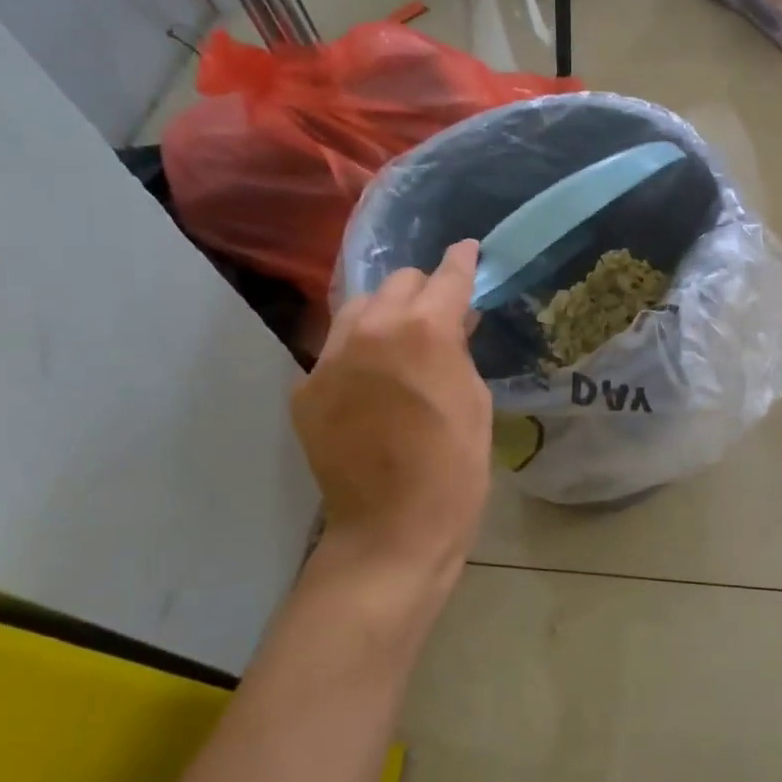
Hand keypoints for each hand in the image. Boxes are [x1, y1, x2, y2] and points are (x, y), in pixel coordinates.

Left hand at [290, 241, 492, 614]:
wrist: (392, 529)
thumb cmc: (455, 467)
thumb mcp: (475, 399)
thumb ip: (460, 348)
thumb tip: (455, 321)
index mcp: (425, 330)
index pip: (447, 276)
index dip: (463, 261)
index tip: (468, 252)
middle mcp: (371, 329)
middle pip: (397, 282)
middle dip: (423, 290)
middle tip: (439, 314)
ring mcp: (330, 358)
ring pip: (357, 308)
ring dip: (385, 314)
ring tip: (400, 340)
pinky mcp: (306, 387)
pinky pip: (336, 351)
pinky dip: (358, 354)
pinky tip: (372, 382)